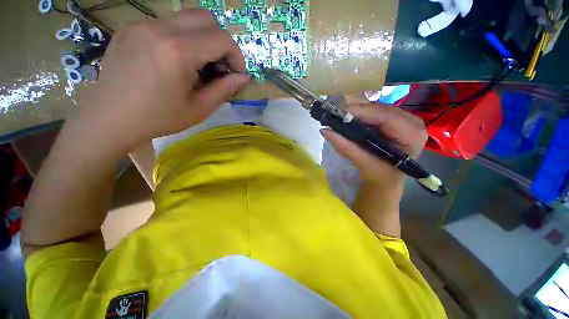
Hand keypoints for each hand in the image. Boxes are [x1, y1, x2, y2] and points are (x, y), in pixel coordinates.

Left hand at [76, 9, 249, 154]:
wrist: (110, 118)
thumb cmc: (158, 118)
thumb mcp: (200, 108)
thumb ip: (225, 89)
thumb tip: (244, 78)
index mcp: (177, 51)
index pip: (222, 39)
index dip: (236, 56)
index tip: (236, 74)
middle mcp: (159, 28)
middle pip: (206, 18)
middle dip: (220, 42)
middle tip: (218, 67)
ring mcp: (141, 24)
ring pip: (187, 18)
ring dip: (202, 39)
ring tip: (197, 64)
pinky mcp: (131, 27)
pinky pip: (167, 23)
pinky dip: (182, 38)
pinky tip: (175, 60)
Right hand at [322, 103, 427, 184]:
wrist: (386, 178)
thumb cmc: (378, 173)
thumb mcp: (361, 161)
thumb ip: (344, 146)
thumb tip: (324, 131)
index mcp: (411, 135)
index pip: (385, 116)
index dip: (361, 112)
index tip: (340, 112)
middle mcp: (414, 123)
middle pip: (382, 109)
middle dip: (358, 111)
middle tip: (338, 115)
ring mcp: (407, 119)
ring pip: (379, 108)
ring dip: (360, 112)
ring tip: (343, 117)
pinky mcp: (399, 119)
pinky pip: (378, 112)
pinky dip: (364, 115)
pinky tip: (353, 119)